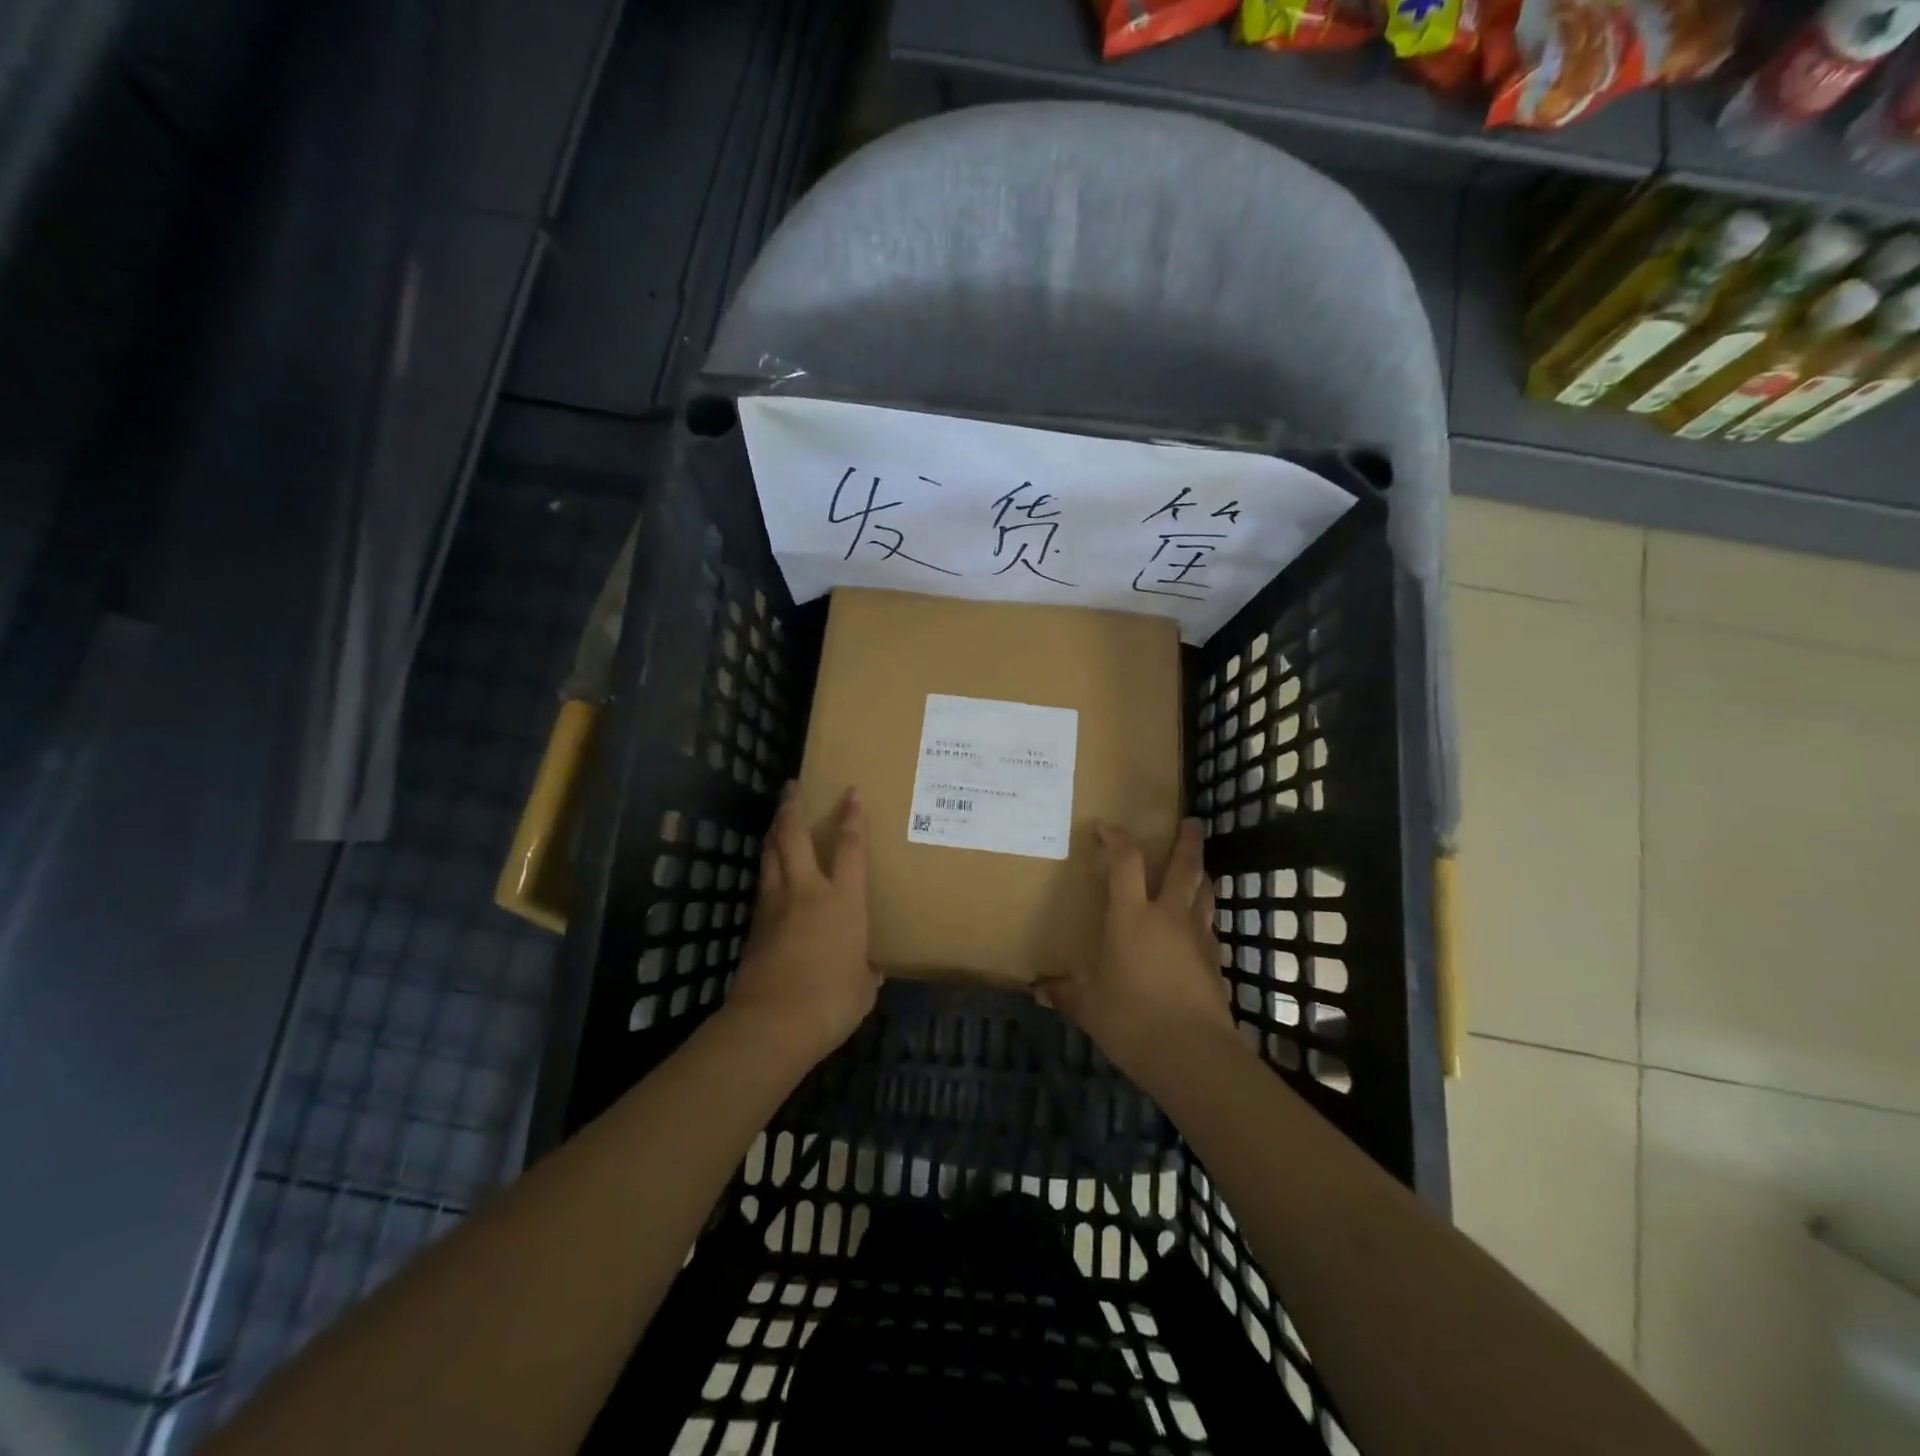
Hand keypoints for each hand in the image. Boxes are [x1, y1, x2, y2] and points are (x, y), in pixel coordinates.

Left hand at [724, 782, 879, 1066]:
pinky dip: (767, 867)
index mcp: (842, 901)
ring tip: (778, 818)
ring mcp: (775, 905)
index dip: (852, 818)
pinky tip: (769, 870)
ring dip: (774, 832)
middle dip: (793, 807)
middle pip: (794, 836)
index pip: (850, 848)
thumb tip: (868, 971)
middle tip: (792, 786)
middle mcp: (806, 891)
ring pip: (770, 854)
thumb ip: (866, 972)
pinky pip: (762, 883)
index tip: (851, 793)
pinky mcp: (754, 925)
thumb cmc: (830, 1003)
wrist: (772, 1024)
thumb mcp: (862, 989)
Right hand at [1035, 818, 1232, 1081]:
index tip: (1106, 828)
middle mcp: (1168, 916)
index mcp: (1131, 917)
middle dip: (1187, 841)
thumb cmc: (1132, 1021)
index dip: (1117, 838)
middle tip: (1191, 822)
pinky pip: (1210, 926)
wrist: (1193, 1055)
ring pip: (1204, 892)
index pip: (1126, 861)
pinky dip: (1204, 915)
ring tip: (1197, 868)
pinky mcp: (1215, 961)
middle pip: (1184, 866)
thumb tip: (1038, 990)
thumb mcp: (1089, 1007)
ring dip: (1201, 874)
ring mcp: (1198, 937)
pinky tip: (1198, 927)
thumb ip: (1065, 992)